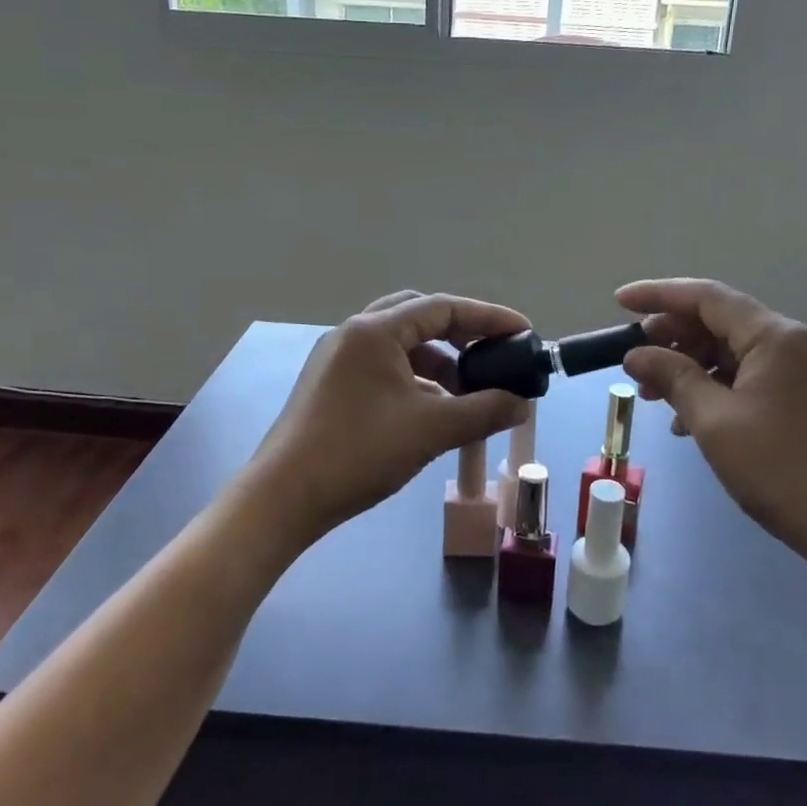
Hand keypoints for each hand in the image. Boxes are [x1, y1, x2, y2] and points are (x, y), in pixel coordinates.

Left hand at [248, 291, 531, 543]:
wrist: (283, 498)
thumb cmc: (359, 453)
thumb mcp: (431, 430)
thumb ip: (484, 411)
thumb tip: (523, 404)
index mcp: (375, 330)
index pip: (444, 307)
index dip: (489, 318)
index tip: (524, 333)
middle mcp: (353, 333)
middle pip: (419, 316)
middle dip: (461, 333)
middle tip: (492, 354)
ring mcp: (337, 359)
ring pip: (400, 344)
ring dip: (438, 360)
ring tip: (468, 390)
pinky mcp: (330, 384)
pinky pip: (383, 367)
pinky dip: (414, 379)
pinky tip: (433, 408)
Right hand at [615, 279, 806, 583]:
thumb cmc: (781, 470)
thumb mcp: (713, 422)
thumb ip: (672, 377)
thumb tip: (636, 353)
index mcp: (773, 336)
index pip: (705, 297)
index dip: (658, 295)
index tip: (619, 301)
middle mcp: (790, 342)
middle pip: (718, 321)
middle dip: (670, 338)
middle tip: (633, 362)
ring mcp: (799, 371)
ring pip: (730, 352)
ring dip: (688, 367)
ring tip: (652, 395)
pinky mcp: (801, 398)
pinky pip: (746, 377)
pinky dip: (712, 388)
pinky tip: (687, 420)